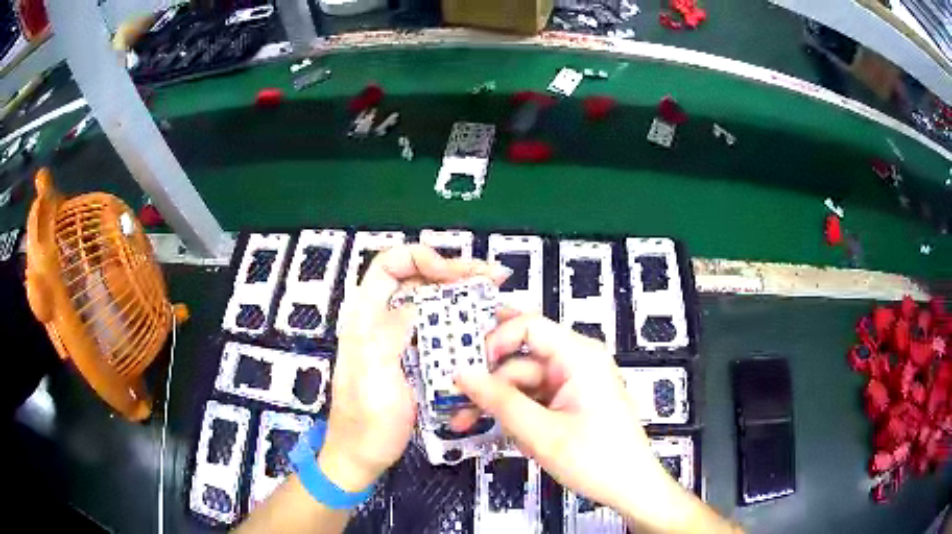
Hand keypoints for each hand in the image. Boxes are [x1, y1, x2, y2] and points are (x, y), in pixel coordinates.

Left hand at [318, 245, 509, 491]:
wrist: (364, 455)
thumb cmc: (366, 420)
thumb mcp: (373, 376)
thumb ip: (389, 334)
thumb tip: (415, 302)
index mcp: (364, 318)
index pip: (388, 265)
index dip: (421, 258)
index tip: (454, 275)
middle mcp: (382, 320)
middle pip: (418, 279)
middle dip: (456, 272)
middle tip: (495, 277)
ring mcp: (401, 340)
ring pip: (434, 303)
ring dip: (465, 296)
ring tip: (498, 297)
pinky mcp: (416, 358)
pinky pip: (441, 331)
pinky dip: (465, 323)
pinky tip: (487, 328)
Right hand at [452, 312, 683, 525]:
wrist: (630, 488)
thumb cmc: (597, 459)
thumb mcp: (542, 433)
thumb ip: (500, 401)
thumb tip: (463, 375)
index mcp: (579, 357)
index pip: (529, 326)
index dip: (495, 340)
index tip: (467, 366)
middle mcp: (576, 362)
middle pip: (520, 360)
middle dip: (487, 382)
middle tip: (454, 400)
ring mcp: (573, 384)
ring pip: (522, 383)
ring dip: (495, 402)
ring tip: (464, 422)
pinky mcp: (570, 402)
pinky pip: (533, 399)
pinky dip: (512, 413)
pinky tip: (495, 429)